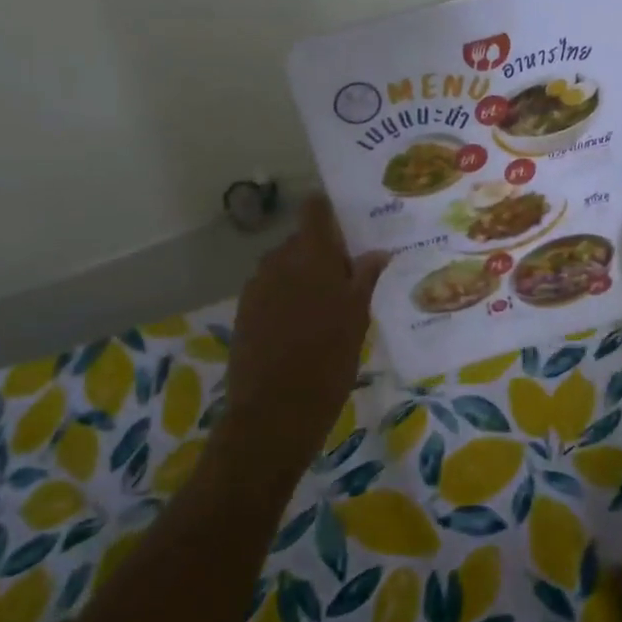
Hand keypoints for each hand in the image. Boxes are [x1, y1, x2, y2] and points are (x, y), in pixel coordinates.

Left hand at [221, 195, 387, 470]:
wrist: (274, 411)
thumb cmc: (328, 362)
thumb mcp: (357, 319)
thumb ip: (364, 279)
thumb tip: (377, 252)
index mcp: (311, 256)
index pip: (314, 210)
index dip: (328, 210)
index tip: (349, 224)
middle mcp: (279, 261)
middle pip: (301, 241)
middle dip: (323, 253)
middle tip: (348, 278)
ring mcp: (257, 286)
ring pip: (285, 267)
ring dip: (304, 276)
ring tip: (326, 307)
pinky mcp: (244, 310)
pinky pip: (271, 290)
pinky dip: (287, 297)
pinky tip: (302, 326)